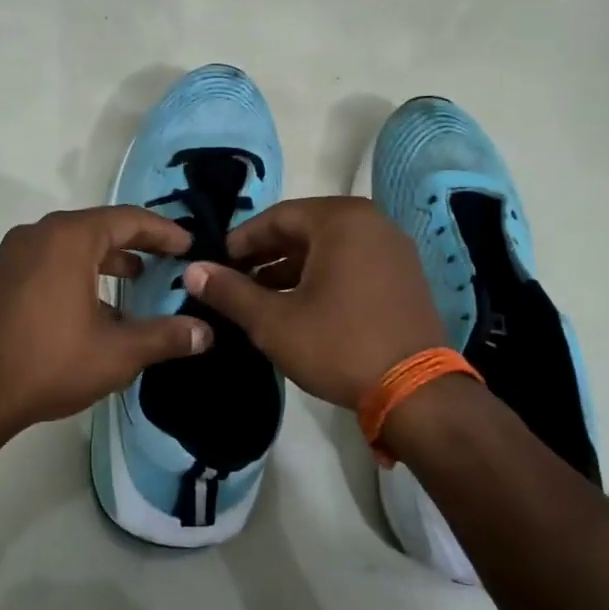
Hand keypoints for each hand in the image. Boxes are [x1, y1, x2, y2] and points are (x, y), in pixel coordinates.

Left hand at [0, 205, 211, 436]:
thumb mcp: (117, 353)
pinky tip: (95, 306)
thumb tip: (206, 333)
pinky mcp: (0, 278)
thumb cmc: (49, 363)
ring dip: (107, 259)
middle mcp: (38, 234)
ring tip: (137, 279)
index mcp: (69, 238)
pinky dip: (79, 272)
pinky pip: (50, 262)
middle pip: (99, 227)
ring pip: (72, 245)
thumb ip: (165, 337)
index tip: (190, 245)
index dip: (164, 231)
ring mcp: (13, 255)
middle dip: (137, 243)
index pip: (128, 219)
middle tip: (169, 260)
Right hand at [184, 197, 443, 408]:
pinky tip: (300, 307)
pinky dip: (321, 278)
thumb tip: (192, 270)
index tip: (216, 264)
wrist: (416, 392)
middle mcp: (372, 223)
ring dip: (291, 269)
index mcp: (341, 220)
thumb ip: (230, 291)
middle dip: (265, 255)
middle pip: (304, 230)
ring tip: (260, 298)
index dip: (241, 241)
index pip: (277, 217)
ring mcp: (393, 250)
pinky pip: (352, 264)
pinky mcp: (404, 277)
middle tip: (234, 281)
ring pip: (328, 249)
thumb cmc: (338, 346)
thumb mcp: (274, 321)